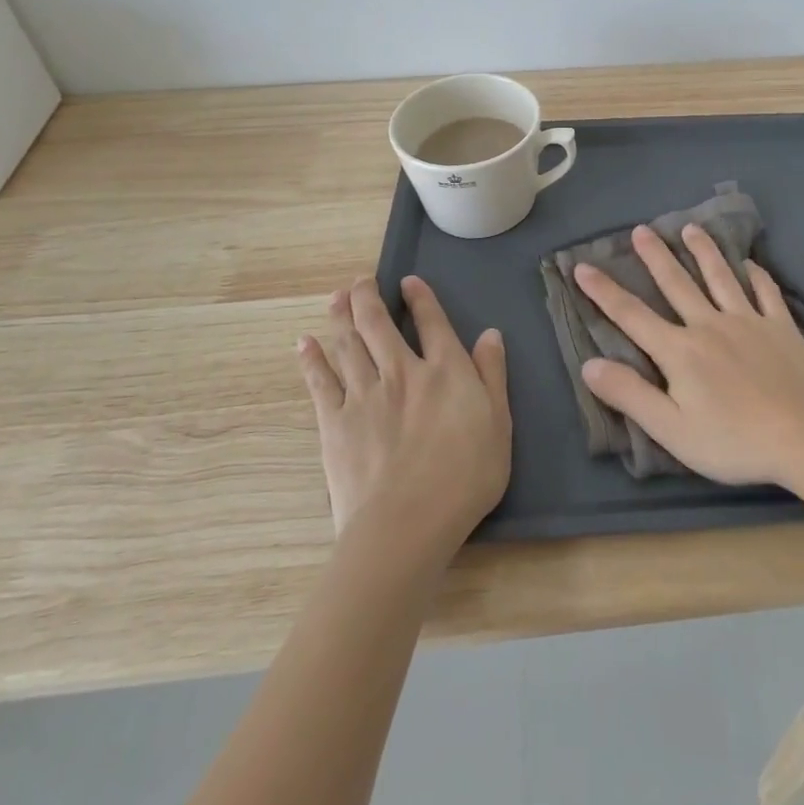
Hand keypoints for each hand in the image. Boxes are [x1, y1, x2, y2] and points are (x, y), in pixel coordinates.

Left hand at [297, 276, 510, 554]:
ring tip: (336, 297)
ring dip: (340, 316)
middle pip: (379, 324)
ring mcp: (364, 395)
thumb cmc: (465, 477)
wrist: (407, 523)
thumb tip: (490, 334)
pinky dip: (312, 359)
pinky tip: (304, 343)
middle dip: (368, 296)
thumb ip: (493, 375)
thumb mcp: (499, 424)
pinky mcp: (334, 422)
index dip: (420, 298)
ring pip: (348, 344)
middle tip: (360, 280)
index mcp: (446, 371)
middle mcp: (402, 371)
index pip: (432, 322)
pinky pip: (320, 381)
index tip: (408, 281)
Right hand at [572, 224, 803, 486]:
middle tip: (642, 229)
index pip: (632, 315)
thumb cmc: (731, 440)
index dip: (604, 291)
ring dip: (704, 251)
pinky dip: (756, 275)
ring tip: (691, 228)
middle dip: (655, 256)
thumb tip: (589, 364)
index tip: (582, 267)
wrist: (802, 437)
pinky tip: (751, 263)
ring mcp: (748, 322)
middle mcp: (709, 325)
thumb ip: (629, 394)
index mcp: (679, 351)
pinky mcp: (780, 327)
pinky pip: (766, 292)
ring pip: (721, 277)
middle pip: (677, 284)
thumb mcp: (670, 428)